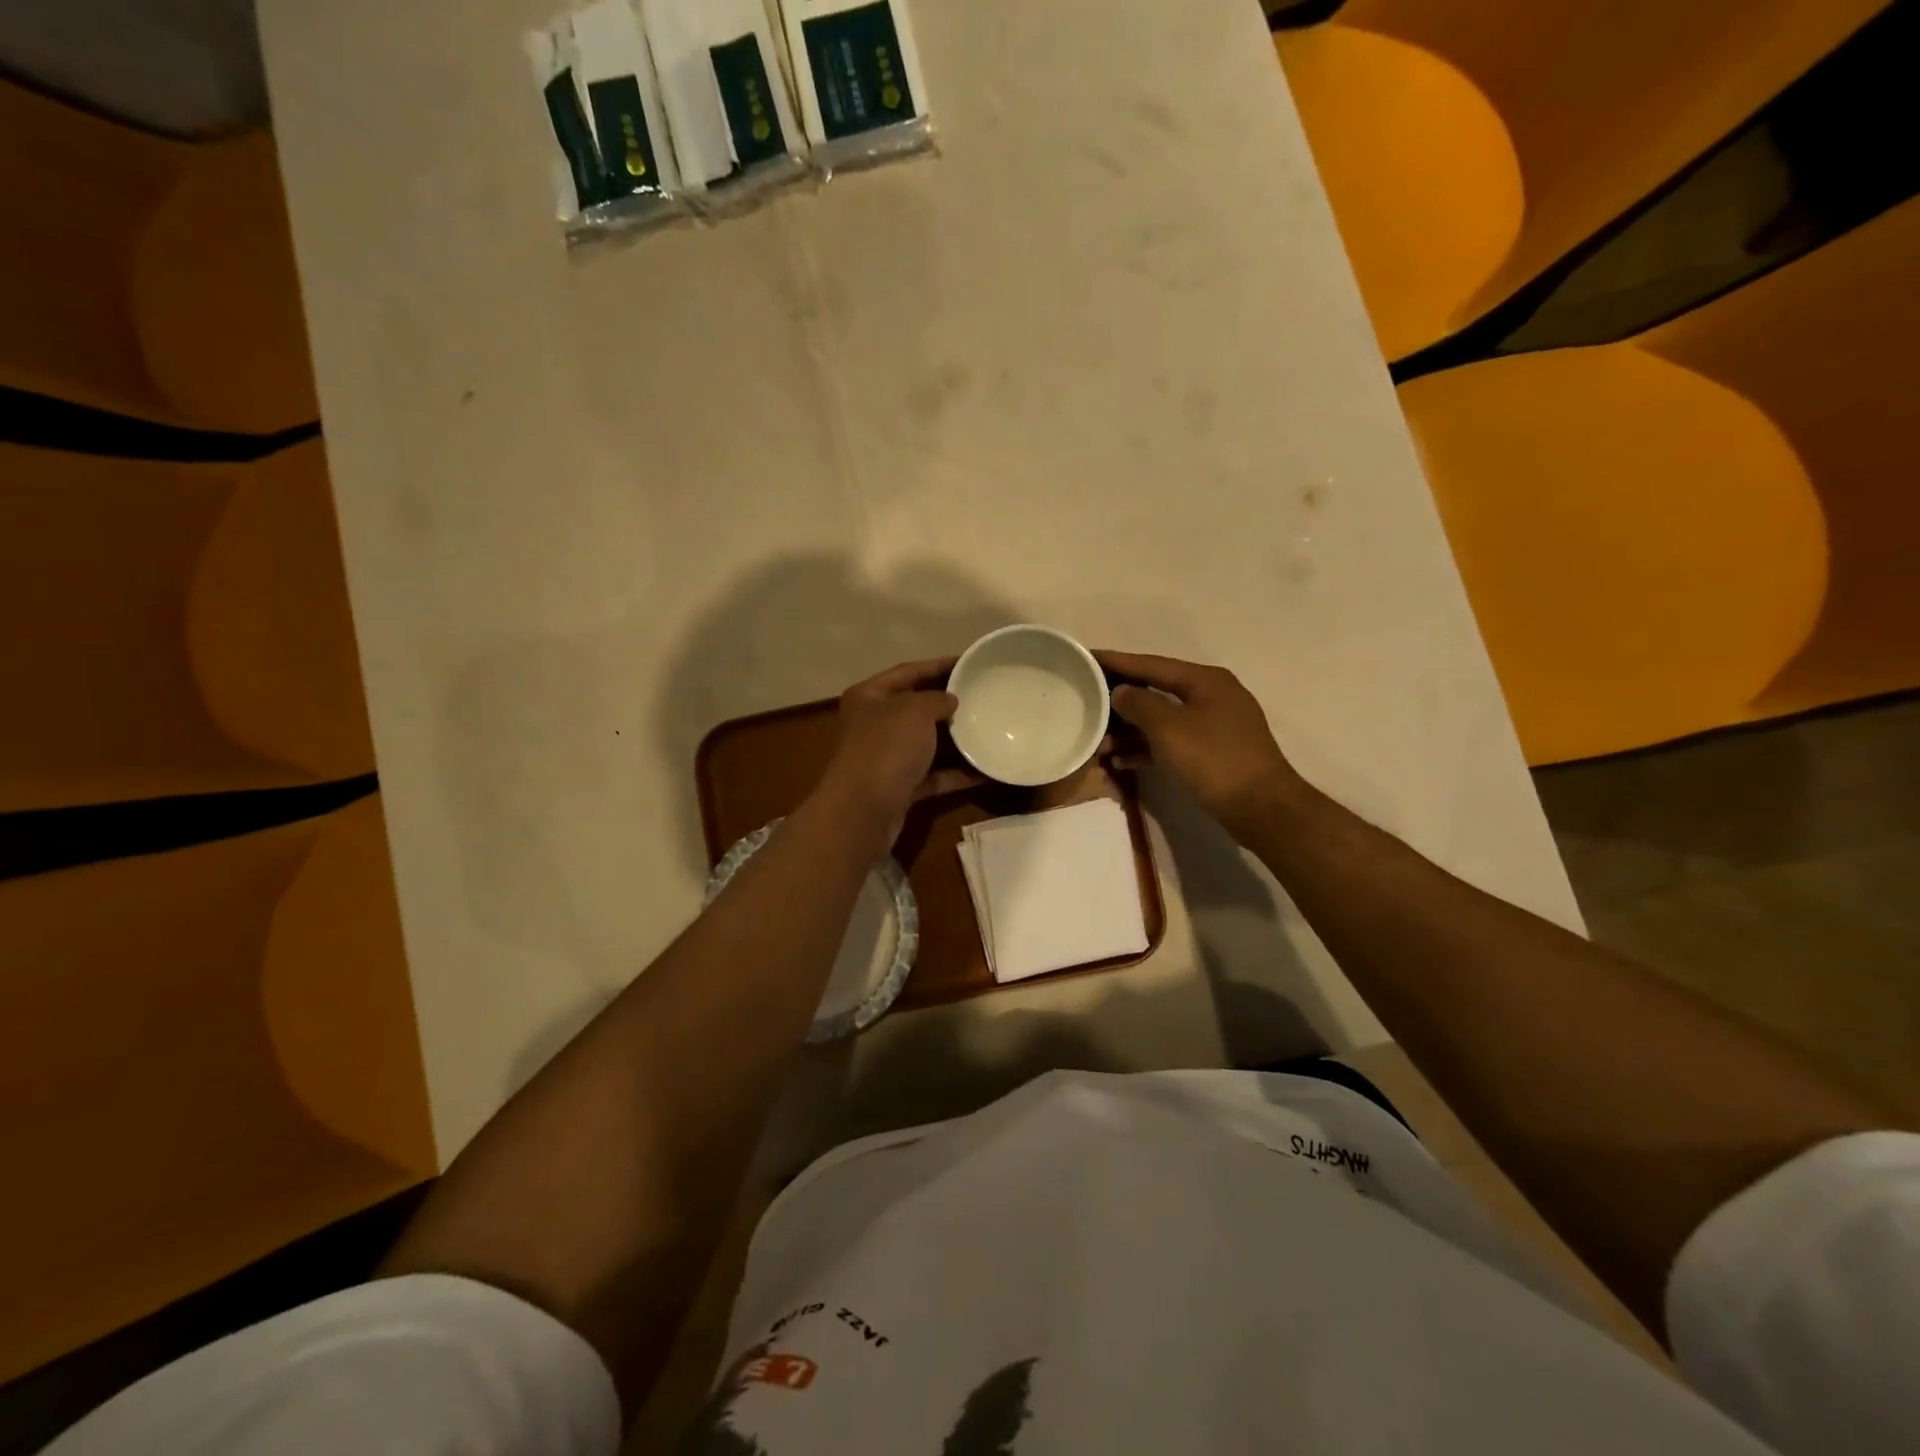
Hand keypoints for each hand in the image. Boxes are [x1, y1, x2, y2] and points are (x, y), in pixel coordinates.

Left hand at [814, 658, 981, 826]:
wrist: (864, 810)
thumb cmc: (887, 747)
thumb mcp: (915, 710)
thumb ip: (937, 699)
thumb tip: (950, 701)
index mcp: (870, 696)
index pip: (908, 671)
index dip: (939, 664)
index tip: (970, 662)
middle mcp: (874, 724)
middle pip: (917, 707)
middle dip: (949, 703)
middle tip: (983, 696)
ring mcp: (886, 757)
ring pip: (926, 743)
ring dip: (955, 740)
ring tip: (989, 730)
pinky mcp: (899, 787)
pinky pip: (933, 775)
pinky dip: (955, 773)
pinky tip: (985, 771)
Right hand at [1097, 650, 1302, 840]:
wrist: (1260, 807)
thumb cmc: (1212, 759)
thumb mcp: (1168, 728)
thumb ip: (1139, 704)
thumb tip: (1121, 691)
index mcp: (1205, 680)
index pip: (1152, 664)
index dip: (1118, 661)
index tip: (1088, 656)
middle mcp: (1211, 696)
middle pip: (1157, 691)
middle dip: (1121, 701)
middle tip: (1087, 701)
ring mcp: (1214, 726)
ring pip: (1163, 721)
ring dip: (1130, 731)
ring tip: (1098, 743)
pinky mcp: (1213, 753)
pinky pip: (1172, 743)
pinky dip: (1148, 749)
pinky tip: (1121, 761)